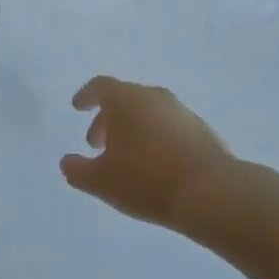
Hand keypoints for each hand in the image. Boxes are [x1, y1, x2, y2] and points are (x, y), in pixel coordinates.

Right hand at [61, 77, 234, 230]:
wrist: (212, 193)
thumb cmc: (146, 179)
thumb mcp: (101, 181)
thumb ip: (77, 170)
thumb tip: (67, 162)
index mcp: (126, 99)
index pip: (100, 86)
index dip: (86, 96)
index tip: (77, 107)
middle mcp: (154, 97)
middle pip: (125, 99)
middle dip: (108, 119)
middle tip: (98, 144)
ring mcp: (182, 112)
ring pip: (149, 113)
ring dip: (134, 130)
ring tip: (128, 159)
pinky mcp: (204, 131)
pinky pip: (171, 129)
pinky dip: (158, 140)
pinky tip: (157, 167)